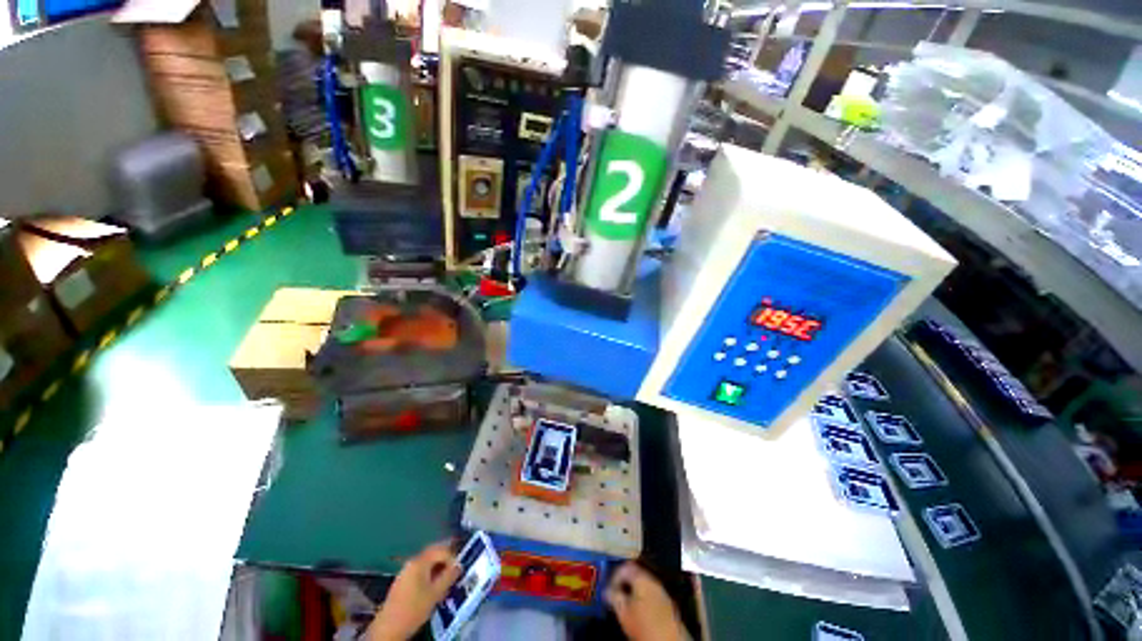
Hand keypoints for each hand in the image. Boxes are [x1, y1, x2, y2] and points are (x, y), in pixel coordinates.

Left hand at [368, 542, 462, 640]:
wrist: (388, 629)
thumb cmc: (414, 609)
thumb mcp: (435, 593)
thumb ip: (449, 577)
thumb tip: (459, 565)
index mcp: (420, 562)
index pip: (442, 550)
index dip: (453, 558)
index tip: (459, 571)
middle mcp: (412, 562)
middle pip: (434, 554)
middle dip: (446, 562)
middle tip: (454, 574)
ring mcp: (405, 571)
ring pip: (427, 564)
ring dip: (438, 569)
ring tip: (445, 583)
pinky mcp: (403, 581)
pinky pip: (420, 572)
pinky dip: (430, 576)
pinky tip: (433, 589)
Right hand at [605, 562, 687, 640]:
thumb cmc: (644, 625)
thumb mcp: (623, 612)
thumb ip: (614, 597)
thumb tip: (606, 590)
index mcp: (642, 578)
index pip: (624, 567)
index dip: (614, 576)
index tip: (608, 588)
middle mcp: (653, 580)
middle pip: (635, 574)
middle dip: (624, 583)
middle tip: (615, 595)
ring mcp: (662, 591)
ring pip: (643, 584)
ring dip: (633, 591)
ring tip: (625, 604)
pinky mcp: (668, 603)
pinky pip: (651, 593)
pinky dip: (643, 598)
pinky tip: (639, 610)